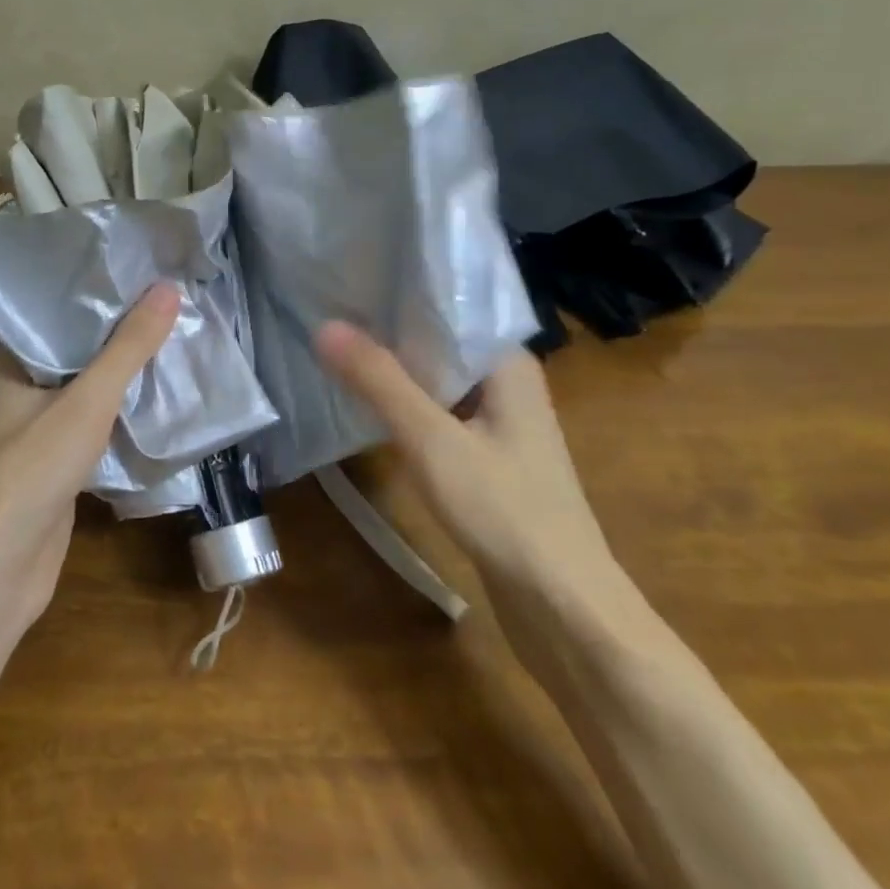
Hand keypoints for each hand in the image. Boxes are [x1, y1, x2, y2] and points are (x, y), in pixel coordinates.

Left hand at [0, 283, 179, 627]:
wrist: (0, 566)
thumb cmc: (33, 469)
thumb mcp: (87, 400)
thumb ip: (128, 347)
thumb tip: (168, 288)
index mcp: (15, 362)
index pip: (57, 311)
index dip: (96, 291)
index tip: (139, 271)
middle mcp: (24, 389)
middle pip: (78, 349)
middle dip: (120, 331)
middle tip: (169, 301)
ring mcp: (41, 428)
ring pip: (90, 387)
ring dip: (125, 371)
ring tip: (172, 337)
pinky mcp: (60, 463)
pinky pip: (97, 422)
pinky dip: (124, 410)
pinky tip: (159, 395)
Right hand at [315, 323, 616, 604]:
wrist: (564, 609)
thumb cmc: (505, 511)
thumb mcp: (432, 441)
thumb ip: (379, 382)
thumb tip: (325, 326)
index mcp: (507, 363)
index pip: (446, 308)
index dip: (396, 293)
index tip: (346, 280)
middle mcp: (506, 383)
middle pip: (437, 343)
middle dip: (387, 331)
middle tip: (326, 309)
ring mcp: (498, 422)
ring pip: (435, 380)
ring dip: (394, 370)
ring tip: (334, 345)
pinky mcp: (486, 456)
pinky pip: (438, 413)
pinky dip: (405, 405)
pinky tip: (365, 402)